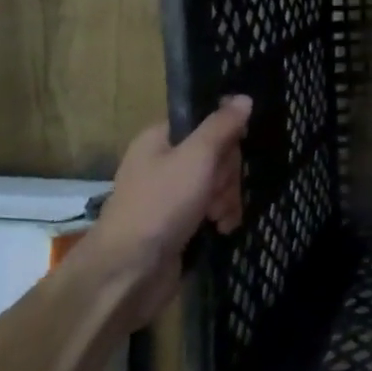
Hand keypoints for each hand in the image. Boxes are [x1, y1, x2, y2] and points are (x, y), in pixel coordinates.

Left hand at [77, 97, 252, 327]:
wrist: (128, 273)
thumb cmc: (161, 205)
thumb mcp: (197, 157)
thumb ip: (222, 126)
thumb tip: (243, 98)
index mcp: (160, 139)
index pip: (205, 122)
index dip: (225, 136)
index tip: (235, 149)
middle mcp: (163, 163)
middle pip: (215, 154)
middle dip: (228, 174)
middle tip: (221, 191)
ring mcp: (170, 195)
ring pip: (216, 183)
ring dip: (227, 198)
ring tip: (221, 217)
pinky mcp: (177, 223)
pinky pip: (209, 209)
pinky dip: (220, 217)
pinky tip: (222, 228)